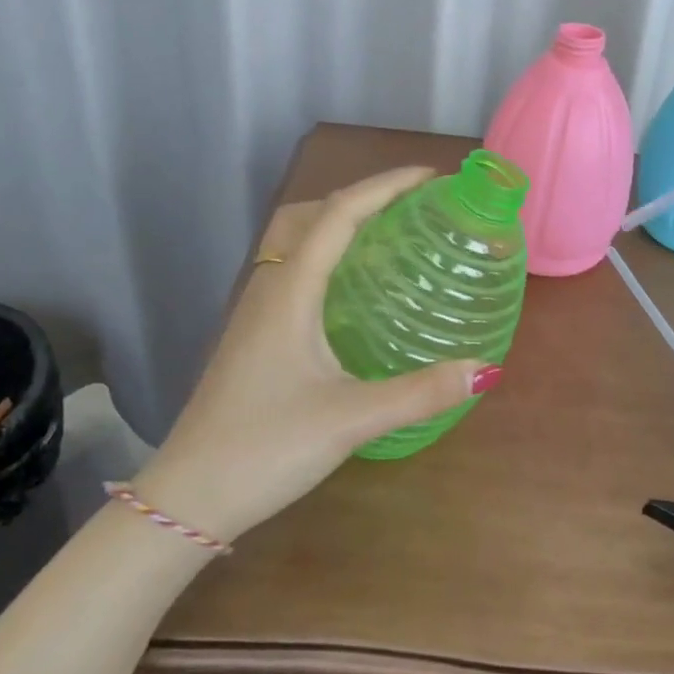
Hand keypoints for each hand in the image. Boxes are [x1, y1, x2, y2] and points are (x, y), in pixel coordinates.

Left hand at [131, 167, 494, 541]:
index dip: (385, 186)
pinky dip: (326, 257)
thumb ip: (419, 393)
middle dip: (361, 197)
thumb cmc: (265, 447)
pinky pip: (293, 272)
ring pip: (296, 242)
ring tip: (388, 238)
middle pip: (311, 215)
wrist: (188, 496)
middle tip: (411, 208)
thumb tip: (485, 369)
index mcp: (290, 290)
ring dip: (339, 224)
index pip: (339, 214)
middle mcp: (269, 288)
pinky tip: (352, 294)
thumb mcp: (351, 420)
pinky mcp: (254, 336)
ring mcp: (255, 312)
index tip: (429, 177)